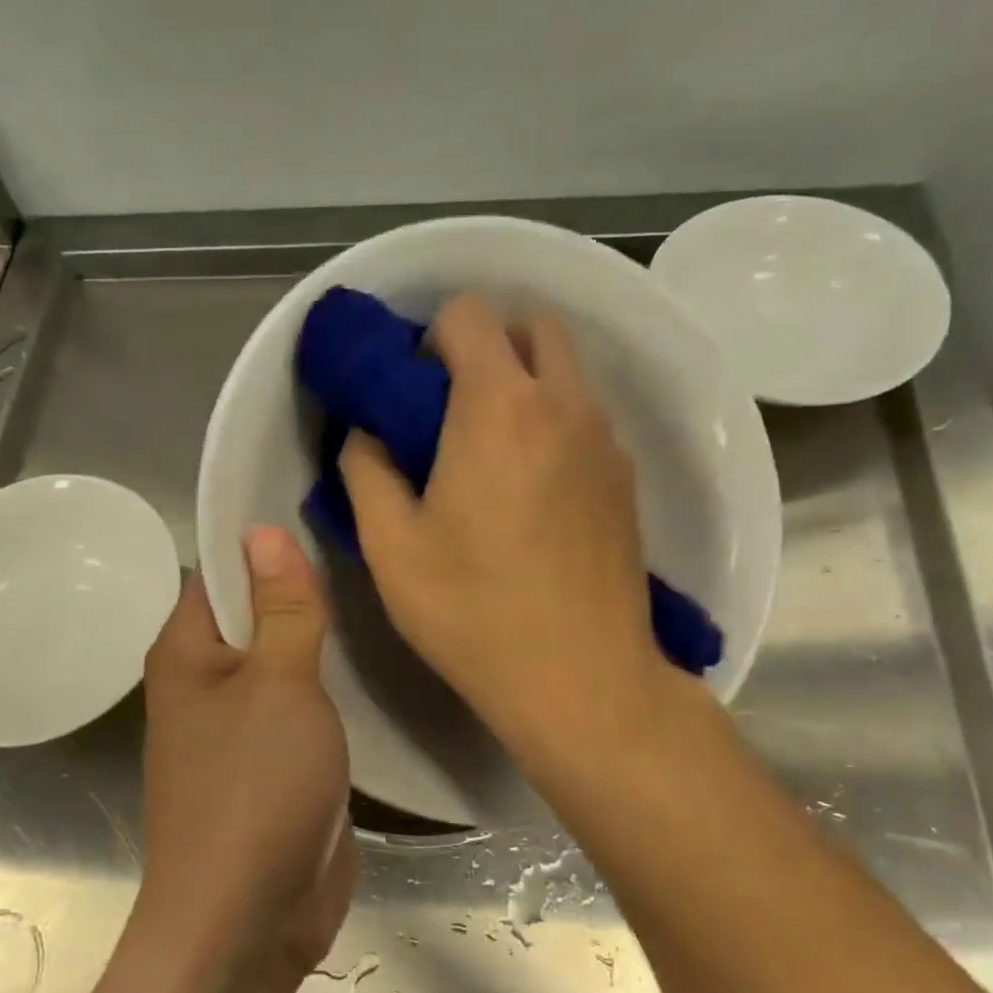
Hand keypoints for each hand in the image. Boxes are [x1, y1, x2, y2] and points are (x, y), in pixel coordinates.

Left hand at [131, 528, 358, 992]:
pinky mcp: (274, 763)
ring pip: (282, 662)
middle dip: (302, 590)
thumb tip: (264, 530)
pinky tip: (374, 665)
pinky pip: (301, 706)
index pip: (219, 570)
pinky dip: (329, 687)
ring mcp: (241, 727)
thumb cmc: (255, 790)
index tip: (325, 514)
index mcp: (186, 653)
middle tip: (370, 554)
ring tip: (381, 596)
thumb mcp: (279, 685)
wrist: (247, 923)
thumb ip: (281, 608)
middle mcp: (206, 683)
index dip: (264, 542)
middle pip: (255, 614)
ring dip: (320, 640)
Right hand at [338, 293, 699, 773]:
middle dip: (487, 345)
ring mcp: (606, 440)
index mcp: (498, 407)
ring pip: (566, 370)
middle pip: (532, 324)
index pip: (469, 313)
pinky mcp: (626, 479)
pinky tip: (529, 491)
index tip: (413, 392)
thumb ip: (366, 471)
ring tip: (488, 453)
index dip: (431, 338)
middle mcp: (564, 404)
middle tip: (450, 408)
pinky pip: (586, 418)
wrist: (581, 679)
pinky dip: (554, 422)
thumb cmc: (472, 612)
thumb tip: (367, 434)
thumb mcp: (390, 547)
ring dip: (524, 383)